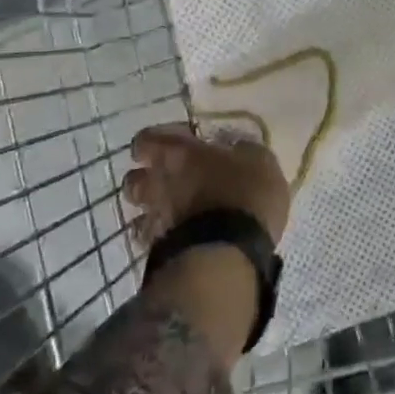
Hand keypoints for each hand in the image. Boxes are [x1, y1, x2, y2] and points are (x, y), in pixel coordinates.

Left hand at [123, 123, 293, 249]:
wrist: (227, 253)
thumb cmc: (245, 196)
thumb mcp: (261, 162)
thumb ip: (243, 152)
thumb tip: (237, 150)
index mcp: (181, 153)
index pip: (147, 140)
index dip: (153, 143)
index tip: (169, 146)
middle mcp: (160, 182)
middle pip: (133, 179)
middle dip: (146, 179)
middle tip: (168, 182)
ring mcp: (155, 218)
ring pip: (138, 211)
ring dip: (151, 210)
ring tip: (171, 214)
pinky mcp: (158, 251)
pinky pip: (151, 240)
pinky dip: (160, 238)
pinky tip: (178, 240)